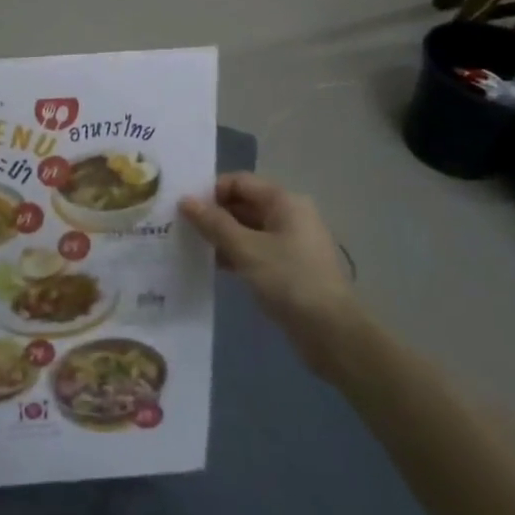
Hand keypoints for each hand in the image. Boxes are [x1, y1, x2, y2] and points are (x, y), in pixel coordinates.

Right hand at [179, 173, 363, 377]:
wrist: (332, 333)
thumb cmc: (289, 280)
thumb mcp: (246, 249)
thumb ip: (213, 223)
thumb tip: (185, 201)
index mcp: (284, 202)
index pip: (239, 182)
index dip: (211, 191)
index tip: (185, 209)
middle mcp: (290, 215)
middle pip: (243, 203)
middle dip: (213, 214)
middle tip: (181, 227)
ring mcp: (291, 242)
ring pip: (247, 228)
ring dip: (221, 235)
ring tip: (192, 246)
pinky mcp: (289, 266)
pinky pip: (255, 249)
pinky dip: (235, 253)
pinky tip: (213, 265)